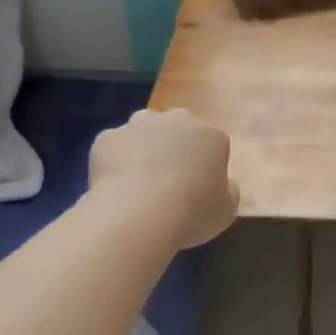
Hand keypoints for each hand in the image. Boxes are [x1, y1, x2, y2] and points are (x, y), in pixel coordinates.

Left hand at [89, 109, 238, 248]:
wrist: (139, 214)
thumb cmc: (192, 212)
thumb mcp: (226, 209)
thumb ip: (227, 190)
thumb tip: (222, 183)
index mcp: (211, 135)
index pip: (212, 144)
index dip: (204, 166)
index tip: (197, 188)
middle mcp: (177, 120)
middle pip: (177, 129)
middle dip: (173, 148)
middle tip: (167, 181)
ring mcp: (139, 125)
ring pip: (143, 132)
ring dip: (143, 149)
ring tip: (138, 183)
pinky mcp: (108, 137)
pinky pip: (114, 147)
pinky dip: (114, 161)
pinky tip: (115, 186)